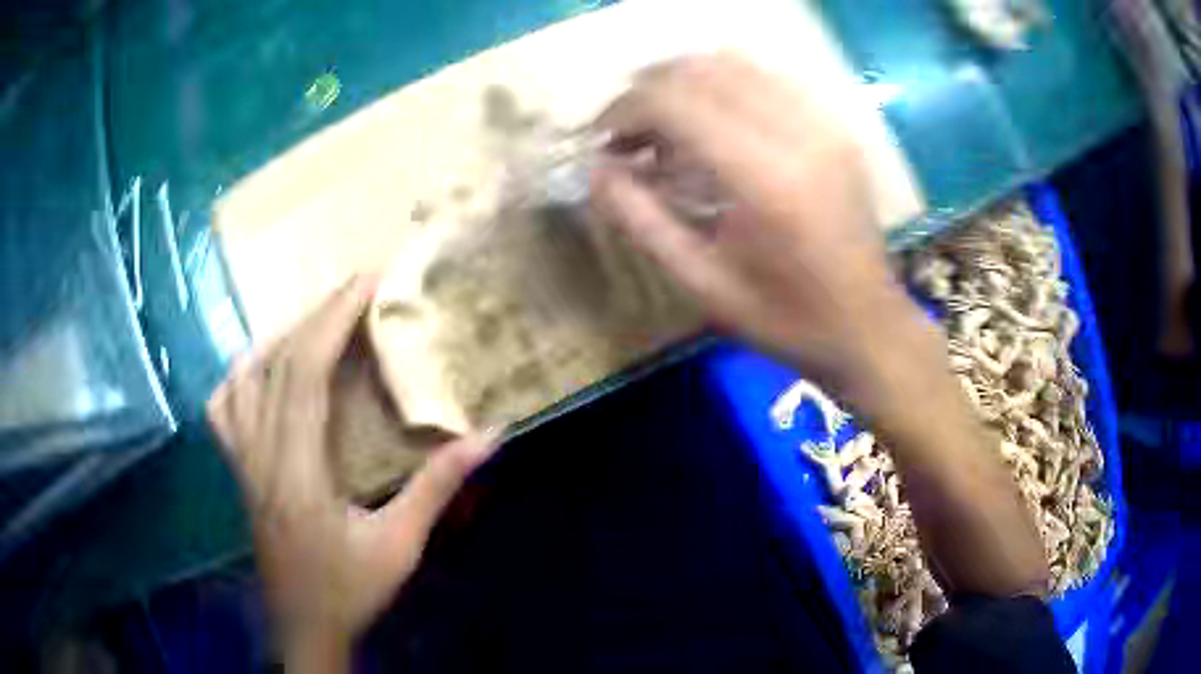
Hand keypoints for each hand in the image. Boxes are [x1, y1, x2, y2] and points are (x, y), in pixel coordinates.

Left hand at [207, 276, 497, 668]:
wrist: (304, 627)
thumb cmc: (350, 590)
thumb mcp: (400, 546)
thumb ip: (436, 488)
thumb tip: (488, 436)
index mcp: (297, 470)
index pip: (304, 372)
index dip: (334, 319)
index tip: (368, 281)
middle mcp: (261, 455)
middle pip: (276, 364)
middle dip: (318, 314)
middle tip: (357, 286)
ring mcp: (242, 462)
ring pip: (244, 377)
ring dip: (282, 337)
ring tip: (319, 320)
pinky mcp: (239, 471)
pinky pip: (224, 407)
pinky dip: (242, 374)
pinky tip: (264, 370)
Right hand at [590, 54, 924, 394]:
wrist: (868, 326)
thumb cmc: (786, 320)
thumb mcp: (702, 284)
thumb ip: (642, 221)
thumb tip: (596, 172)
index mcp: (764, 179)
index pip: (674, 101)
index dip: (623, 111)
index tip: (602, 142)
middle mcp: (797, 133)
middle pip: (701, 69)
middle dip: (648, 92)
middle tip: (628, 135)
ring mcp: (823, 124)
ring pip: (734, 64)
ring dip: (684, 84)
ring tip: (666, 128)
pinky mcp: (835, 127)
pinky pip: (767, 79)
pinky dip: (724, 88)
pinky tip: (714, 126)